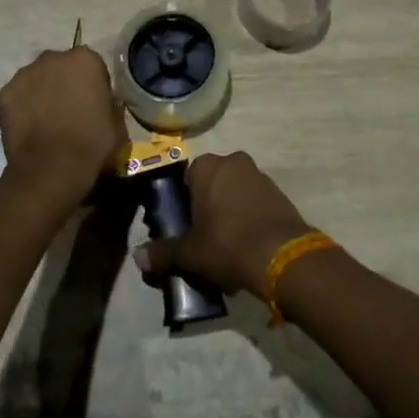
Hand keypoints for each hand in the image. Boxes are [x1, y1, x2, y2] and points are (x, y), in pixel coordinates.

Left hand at [0, 46, 125, 200]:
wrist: (53, 167)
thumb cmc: (92, 143)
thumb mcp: (116, 122)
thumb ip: (108, 103)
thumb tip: (101, 104)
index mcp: (85, 59)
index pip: (91, 65)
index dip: (92, 85)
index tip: (92, 104)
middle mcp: (54, 58)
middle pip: (60, 67)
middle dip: (64, 82)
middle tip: (68, 110)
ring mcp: (26, 74)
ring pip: (36, 79)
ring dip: (42, 92)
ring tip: (46, 121)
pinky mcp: (5, 93)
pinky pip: (18, 96)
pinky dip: (22, 107)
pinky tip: (29, 128)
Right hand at [132, 151, 315, 294]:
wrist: (281, 255)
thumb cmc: (227, 244)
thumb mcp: (189, 252)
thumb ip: (163, 252)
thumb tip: (137, 256)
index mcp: (207, 166)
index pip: (187, 178)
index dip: (184, 203)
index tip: (184, 227)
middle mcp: (233, 161)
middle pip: (212, 183)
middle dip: (208, 207)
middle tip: (203, 238)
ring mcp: (259, 175)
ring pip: (235, 193)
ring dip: (230, 213)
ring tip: (226, 248)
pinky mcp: (279, 192)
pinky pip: (255, 203)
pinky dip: (249, 219)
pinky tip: (247, 247)